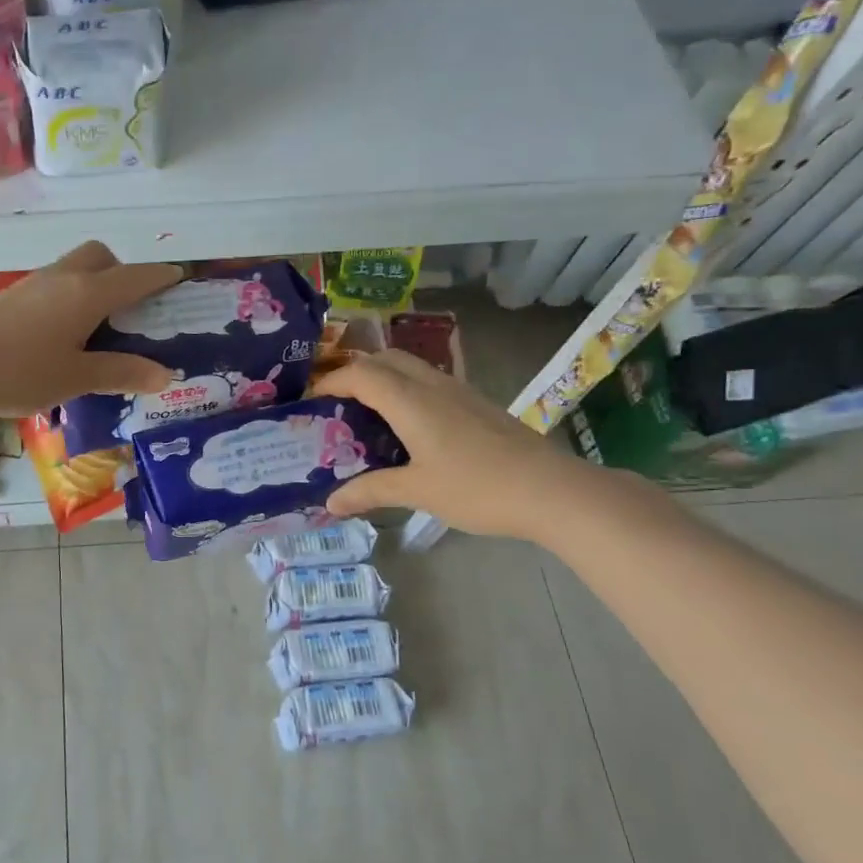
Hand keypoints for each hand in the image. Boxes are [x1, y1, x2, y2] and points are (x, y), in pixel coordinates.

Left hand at [0, 242, 182, 414]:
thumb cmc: (20, 374)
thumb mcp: (77, 378)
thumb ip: (121, 372)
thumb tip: (164, 374)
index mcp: (86, 293)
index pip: (135, 276)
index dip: (161, 276)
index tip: (179, 277)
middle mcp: (61, 277)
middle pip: (100, 256)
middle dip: (122, 272)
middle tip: (129, 309)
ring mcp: (32, 283)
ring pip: (73, 268)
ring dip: (92, 283)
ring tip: (96, 326)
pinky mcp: (10, 296)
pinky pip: (51, 284)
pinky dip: (67, 296)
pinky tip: (59, 334)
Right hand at [316, 349, 599, 541]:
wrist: (551, 490)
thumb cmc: (477, 487)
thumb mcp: (417, 491)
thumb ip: (370, 490)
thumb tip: (330, 503)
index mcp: (411, 401)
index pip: (360, 373)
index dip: (331, 381)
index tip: (310, 400)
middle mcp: (432, 385)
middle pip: (385, 358)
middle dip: (354, 371)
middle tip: (335, 402)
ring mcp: (458, 392)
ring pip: (410, 367)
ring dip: (382, 379)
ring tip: (365, 414)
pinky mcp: (476, 404)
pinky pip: (429, 382)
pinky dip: (405, 391)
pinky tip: (406, 427)